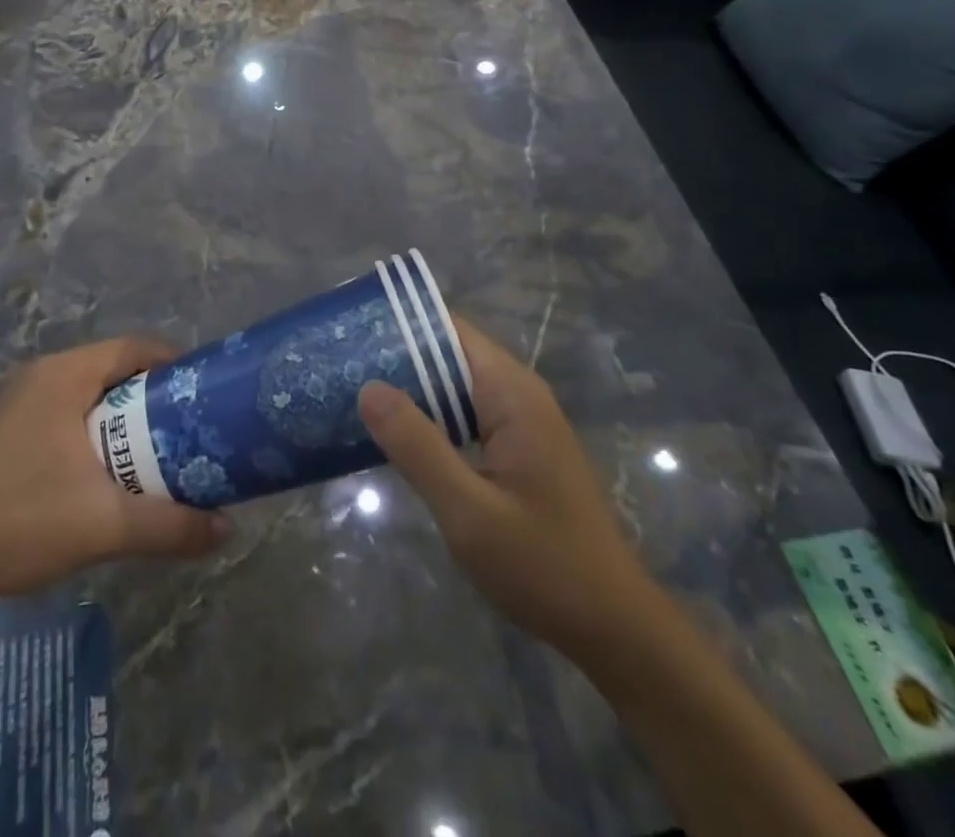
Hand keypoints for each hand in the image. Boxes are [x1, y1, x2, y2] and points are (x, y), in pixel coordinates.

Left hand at [0, 337, 228, 602]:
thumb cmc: (22, 521)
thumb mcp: (105, 525)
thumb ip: (170, 525)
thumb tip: (225, 530)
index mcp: (63, 375)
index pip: (134, 348)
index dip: (174, 363)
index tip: (204, 391)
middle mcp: (41, 375)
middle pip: (114, 367)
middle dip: (154, 393)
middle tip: (189, 424)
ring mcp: (20, 401)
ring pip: (90, 391)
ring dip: (125, 413)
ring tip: (160, 446)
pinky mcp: (9, 428)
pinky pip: (69, 410)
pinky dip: (98, 427)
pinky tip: (111, 466)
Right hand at [358, 316, 656, 654]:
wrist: (615, 628)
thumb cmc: (544, 567)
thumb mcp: (469, 512)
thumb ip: (418, 446)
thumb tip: (368, 387)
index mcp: (512, 393)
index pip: (449, 331)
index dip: (401, 326)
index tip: (352, 333)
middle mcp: (519, 394)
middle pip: (449, 354)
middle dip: (397, 358)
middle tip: (339, 367)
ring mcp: (522, 422)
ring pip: (455, 387)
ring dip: (411, 390)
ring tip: (352, 394)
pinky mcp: (519, 449)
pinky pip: (466, 416)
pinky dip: (431, 418)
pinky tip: (395, 436)